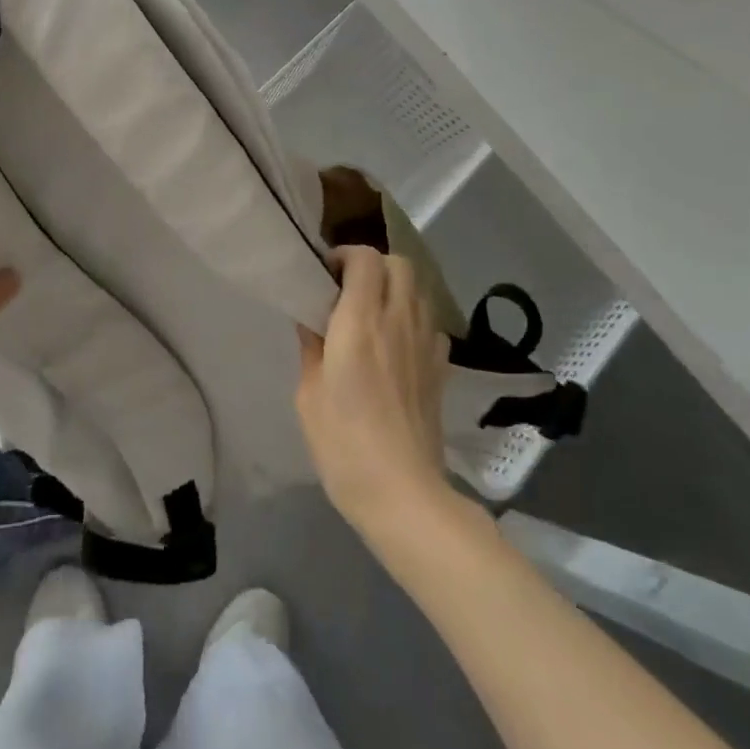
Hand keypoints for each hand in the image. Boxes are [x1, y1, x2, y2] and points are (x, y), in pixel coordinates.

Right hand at [295, 245, 450, 537]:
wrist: (403, 492)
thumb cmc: (343, 444)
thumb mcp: (309, 394)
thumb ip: (312, 347)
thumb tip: (313, 320)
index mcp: (360, 323)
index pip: (365, 259)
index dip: (345, 255)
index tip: (326, 274)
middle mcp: (397, 321)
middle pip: (399, 264)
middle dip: (373, 264)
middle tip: (349, 288)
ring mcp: (425, 343)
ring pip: (419, 289)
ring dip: (395, 288)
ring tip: (372, 312)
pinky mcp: (440, 367)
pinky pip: (430, 322)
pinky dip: (413, 318)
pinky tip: (396, 343)